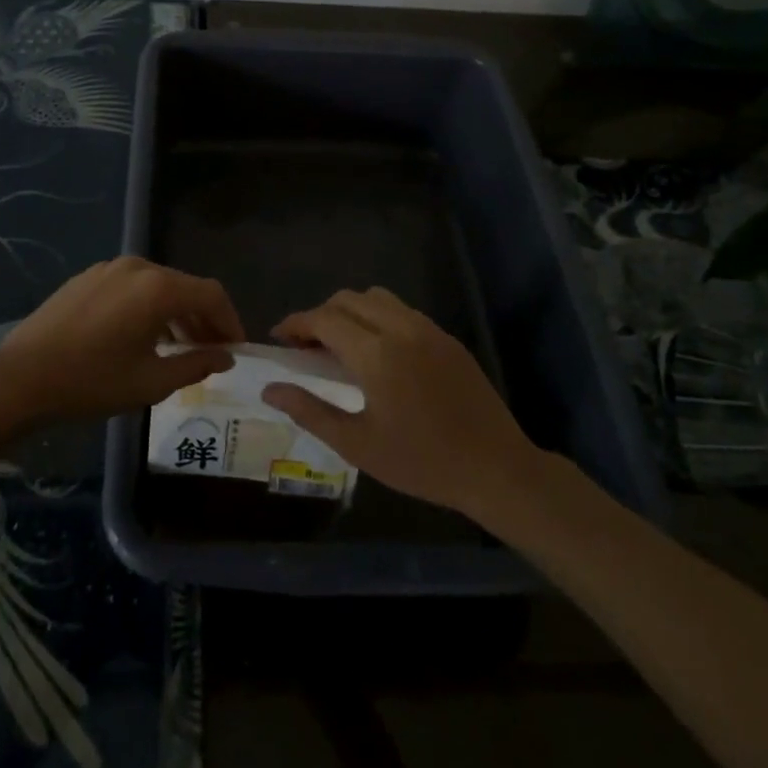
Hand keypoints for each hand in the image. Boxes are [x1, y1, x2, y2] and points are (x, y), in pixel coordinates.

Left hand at [0, 257, 244, 420]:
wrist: (20, 377)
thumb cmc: (92, 382)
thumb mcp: (151, 382)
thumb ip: (196, 365)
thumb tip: (225, 358)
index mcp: (158, 288)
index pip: (211, 294)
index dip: (230, 321)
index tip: (236, 349)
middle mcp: (138, 267)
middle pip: (185, 287)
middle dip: (204, 319)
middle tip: (212, 353)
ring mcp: (109, 268)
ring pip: (158, 286)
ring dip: (176, 314)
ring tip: (179, 349)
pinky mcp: (87, 277)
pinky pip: (132, 287)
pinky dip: (149, 307)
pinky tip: (142, 337)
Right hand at [262, 287, 537, 517]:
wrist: (496, 469)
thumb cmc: (421, 462)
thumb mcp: (357, 444)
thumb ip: (309, 411)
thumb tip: (270, 390)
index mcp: (376, 354)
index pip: (323, 319)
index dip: (296, 324)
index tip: (279, 338)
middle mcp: (400, 328)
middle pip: (348, 299)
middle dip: (320, 315)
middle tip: (307, 346)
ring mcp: (428, 329)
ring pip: (377, 298)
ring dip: (350, 311)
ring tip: (340, 345)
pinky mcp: (447, 338)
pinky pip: (403, 311)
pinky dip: (378, 317)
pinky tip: (378, 352)